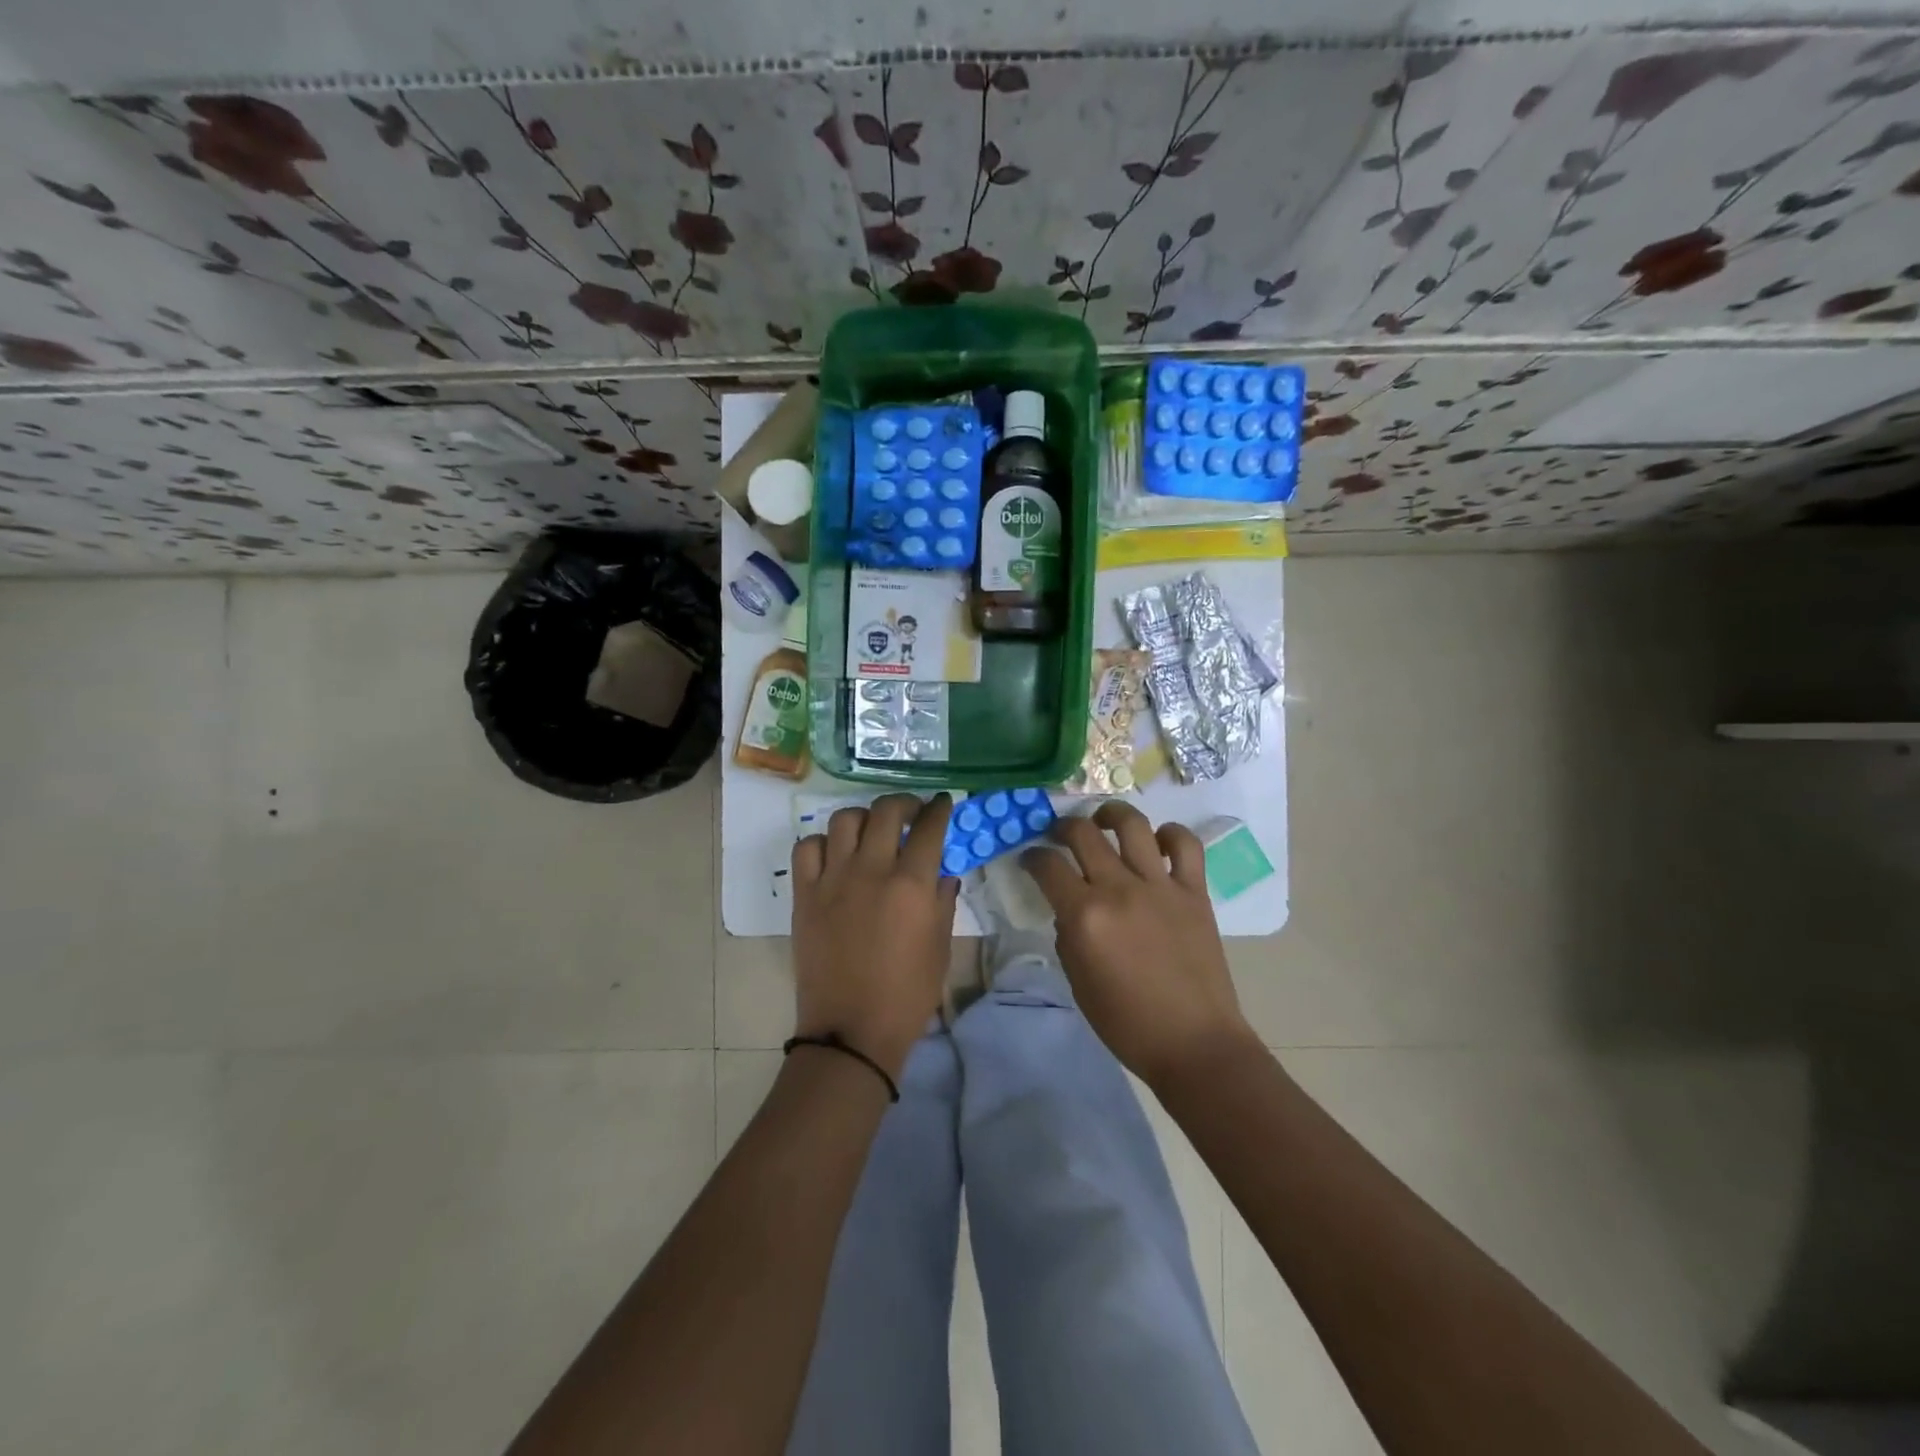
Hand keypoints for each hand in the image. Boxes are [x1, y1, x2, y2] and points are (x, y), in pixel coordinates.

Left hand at [791, 793, 959, 1077]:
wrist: (851, 1029)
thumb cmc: (907, 993)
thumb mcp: (940, 947)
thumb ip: (943, 900)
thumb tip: (943, 870)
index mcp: (911, 884)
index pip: (929, 827)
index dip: (939, 809)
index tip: (943, 803)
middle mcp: (871, 870)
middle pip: (886, 811)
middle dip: (904, 803)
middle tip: (910, 813)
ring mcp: (833, 879)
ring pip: (845, 819)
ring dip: (864, 818)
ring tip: (871, 832)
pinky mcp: (805, 894)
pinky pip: (808, 847)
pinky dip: (823, 843)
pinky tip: (835, 856)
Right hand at [1022, 802, 1257, 1090]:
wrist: (1194, 1043)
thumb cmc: (1127, 1023)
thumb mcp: (1078, 982)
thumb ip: (1068, 936)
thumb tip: (1070, 909)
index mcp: (1085, 916)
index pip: (1047, 866)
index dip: (1032, 857)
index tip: (1030, 859)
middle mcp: (1119, 889)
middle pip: (1083, 833)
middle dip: (1063, 827)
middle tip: (1060, 834)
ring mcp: (1160, 886)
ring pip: (1133, 825)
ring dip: (1112, 814)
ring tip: (1105, 820)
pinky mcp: (1194, 892)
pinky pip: (1185, 845)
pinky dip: (1170, 835)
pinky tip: (1158, 842)